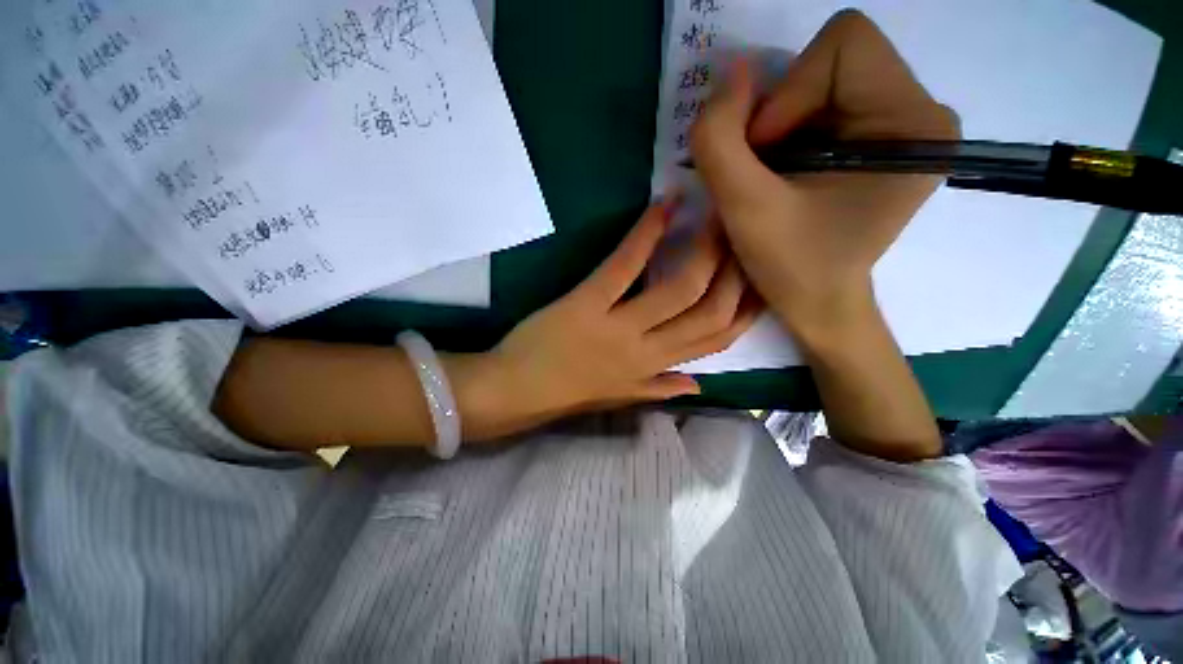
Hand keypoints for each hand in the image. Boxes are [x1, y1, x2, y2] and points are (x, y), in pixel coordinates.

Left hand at [466, 201, 759, 437]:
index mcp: (653, 371)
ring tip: (716, 214)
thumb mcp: (619, 398)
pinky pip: (624, 265)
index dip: (747, 310)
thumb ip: (659, 389)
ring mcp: (617, 327)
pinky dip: (645, 233)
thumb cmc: (566, 393)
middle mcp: (646, 351)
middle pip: (709, 311)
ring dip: (703, 249)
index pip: (717, 341)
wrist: (514, 392)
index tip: (761, 278)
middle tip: (743, 233)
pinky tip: (663, 206)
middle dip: (736, 272)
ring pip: (678, 289)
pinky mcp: (586, 303)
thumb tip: (699, 383)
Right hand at [690, 10, 958, 337]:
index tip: (766, 157)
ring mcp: (902, 123)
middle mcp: (921, 110)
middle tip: (762, 171)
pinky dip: (786, 134)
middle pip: (832, 59)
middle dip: (780, 112)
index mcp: (914, 121)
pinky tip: (782, 175)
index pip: (845, 44)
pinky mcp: (879, 139)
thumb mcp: (744, 209)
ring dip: (778, 126)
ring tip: (770, 177)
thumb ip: (720, 141)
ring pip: (820, 80)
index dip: (789, 94)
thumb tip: (728, 75)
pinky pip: (821, 104)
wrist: (819, 303)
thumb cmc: (792, 267)